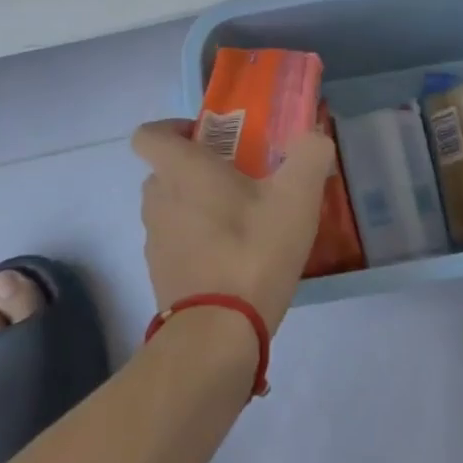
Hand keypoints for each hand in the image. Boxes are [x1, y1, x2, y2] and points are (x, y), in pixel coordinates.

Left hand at [131, 120, 335, 333]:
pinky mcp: (160, 275)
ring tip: (244, 222)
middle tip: (240, 178)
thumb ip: (310, 155)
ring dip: (198, 207)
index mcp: (179, 170)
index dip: (172, 129)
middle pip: (165, 170)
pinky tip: (235, 259)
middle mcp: (157, 199)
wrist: (219, 334)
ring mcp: (154, 240)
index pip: (148, 134)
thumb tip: (315, 136)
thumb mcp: (297, 196)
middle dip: (198, 169)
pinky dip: (198, 242)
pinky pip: (177, 242)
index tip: (207, 138)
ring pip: (172, 207)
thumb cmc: (253, 249)